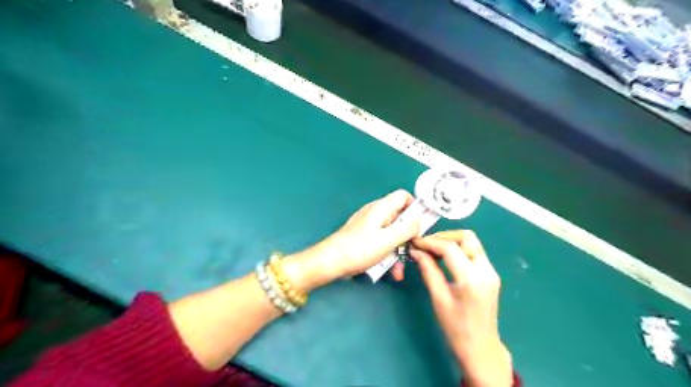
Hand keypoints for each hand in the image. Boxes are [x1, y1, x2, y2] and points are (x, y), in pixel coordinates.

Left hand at [282, 189, 421, 291]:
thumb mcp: (388, 239)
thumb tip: (419, 220)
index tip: (421, 225)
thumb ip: (407, 228)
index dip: (415, 207)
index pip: (403, 196)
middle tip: (413, 251)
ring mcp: (369, 226)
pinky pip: (382, 242)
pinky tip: (390, 271)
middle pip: (400, 217)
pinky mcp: (364, 238)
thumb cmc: (360, 249)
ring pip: (392, 233)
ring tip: (399, 270)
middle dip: (408, 236)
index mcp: (381, 208)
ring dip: (399, 250)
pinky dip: (388, 254)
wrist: (331, 262)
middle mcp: (376, 213)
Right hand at [408, 232, 511, 384]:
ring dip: (450, 241)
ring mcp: (491, 271)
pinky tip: (442, 257)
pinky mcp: (489, 274)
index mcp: (472, 279)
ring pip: (471, 242)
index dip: (430, 242)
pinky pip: (473, 252)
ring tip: (431, 249)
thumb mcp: (439, 299)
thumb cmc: (456, 329)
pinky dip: (457, 249)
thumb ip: (428, 270)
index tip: (414, 242)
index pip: (450, 248)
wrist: (481, 349)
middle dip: (444, 236)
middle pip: (467, 237)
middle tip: (425, 245)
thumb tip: (415, 251)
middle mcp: (486, 270)